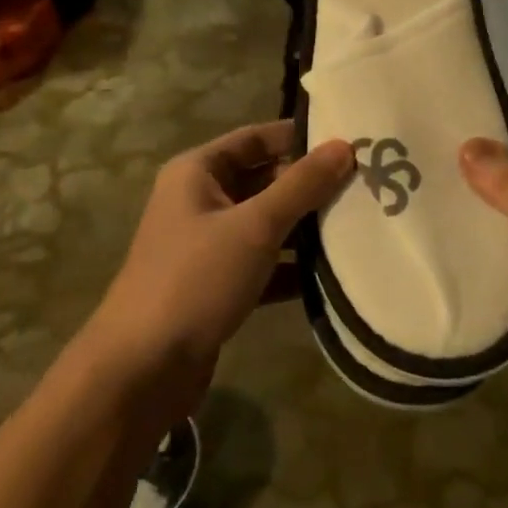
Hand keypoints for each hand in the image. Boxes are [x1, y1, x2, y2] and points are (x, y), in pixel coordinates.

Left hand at [89, 122, 352, 408]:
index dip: (299, 137)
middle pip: (263, 180)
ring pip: (266, 223)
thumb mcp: (254, 226)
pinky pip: (263, 263)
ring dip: (305, 227)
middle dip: (308, 185)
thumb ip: (302, 186)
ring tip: (360, 225)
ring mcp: (208, 245)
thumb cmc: (196, 279)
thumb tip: (345, 145)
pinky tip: (333, 274)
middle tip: (364, 186)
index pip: (256, 138)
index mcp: (197, 172)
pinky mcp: (218, 285)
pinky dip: (292, 266)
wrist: (142, 370)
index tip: (349, 142)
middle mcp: (200, 201)